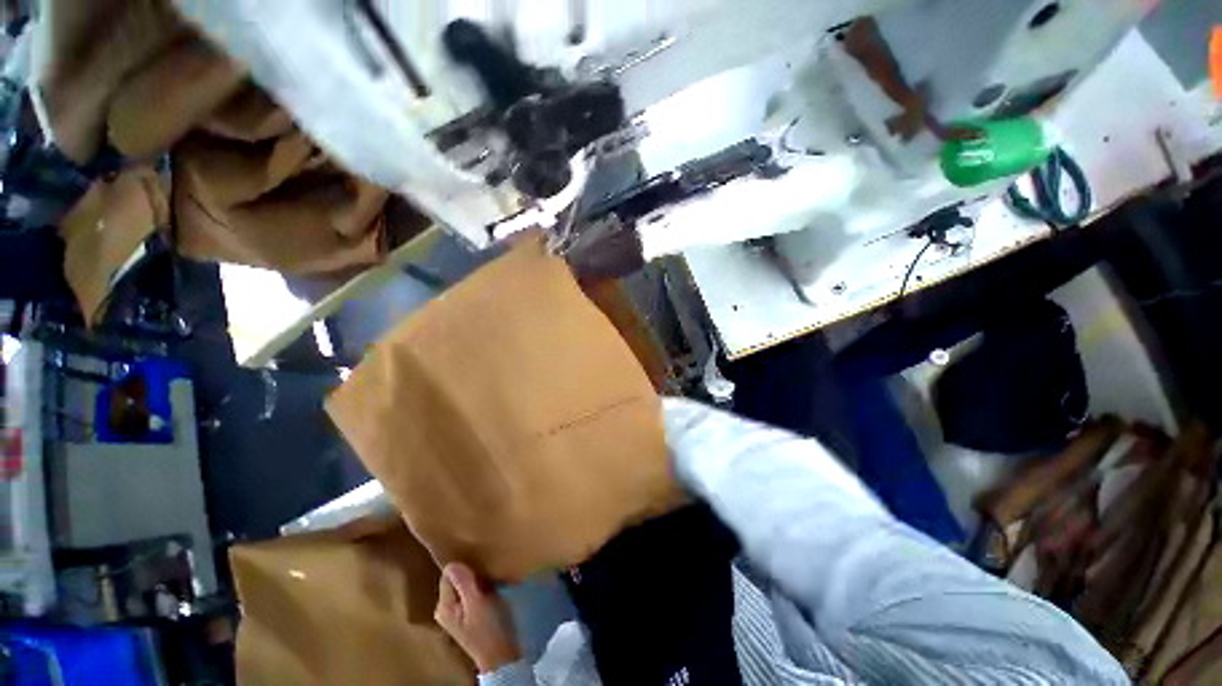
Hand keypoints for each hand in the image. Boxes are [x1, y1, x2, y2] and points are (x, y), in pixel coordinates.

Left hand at [434, 563, 521, 672]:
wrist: (502, 655)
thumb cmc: (489, 629)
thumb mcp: (477, 604)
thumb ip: (464, 584)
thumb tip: (452, 563)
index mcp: (443, 606)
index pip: (448, 575)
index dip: (464, 569)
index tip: (480, 572)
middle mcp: (446, 607)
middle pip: (456, 578)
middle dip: (472, 574)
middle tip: (488, 577)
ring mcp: (457, 611)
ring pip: (465, 583)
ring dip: (479, 580)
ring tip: (492, 583)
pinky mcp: (468, 613)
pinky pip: (472, 591)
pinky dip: (482, 587)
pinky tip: (492, 590)